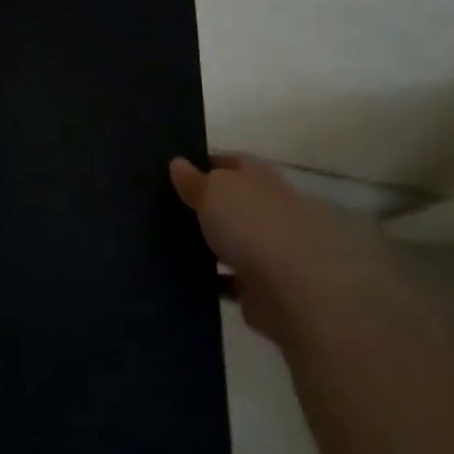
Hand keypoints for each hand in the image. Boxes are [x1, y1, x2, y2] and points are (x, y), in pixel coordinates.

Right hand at [169, 154, 414, 350]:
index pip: (228, 162)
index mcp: (257, 177)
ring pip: (227, 240)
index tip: (171, 170)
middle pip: (228, 202)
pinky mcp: (259, 289)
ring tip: (162, 239)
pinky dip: (209, 278)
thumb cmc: (251, 224)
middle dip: (201, 204)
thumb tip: (177, 163)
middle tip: (160, 205)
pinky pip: (226, 279)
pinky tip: (179, 275)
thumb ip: (193, 180)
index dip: (201, 163)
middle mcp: (264, 209)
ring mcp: (265, 249)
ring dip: (205, 242)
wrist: (293, 291)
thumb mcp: (212, 190)